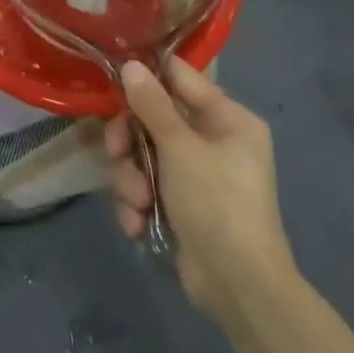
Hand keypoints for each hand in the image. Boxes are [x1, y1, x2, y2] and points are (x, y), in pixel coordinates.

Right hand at [106, 57, 295, 317]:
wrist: (239, 288)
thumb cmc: (218, 203)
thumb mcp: (180, 148)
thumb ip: (152, 104)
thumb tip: (130, 63)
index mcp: (228, 119)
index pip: (180, 78)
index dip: (146, 77)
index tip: (113, 80)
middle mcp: (213, 141)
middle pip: (152, 119)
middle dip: (129, 141)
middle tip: (117, 152)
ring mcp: (194, 175)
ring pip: (141, 155)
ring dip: (130, 179)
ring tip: (137, 202)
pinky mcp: (179, 205)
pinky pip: (144, 187)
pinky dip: (136, 204)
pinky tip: (137, 223)